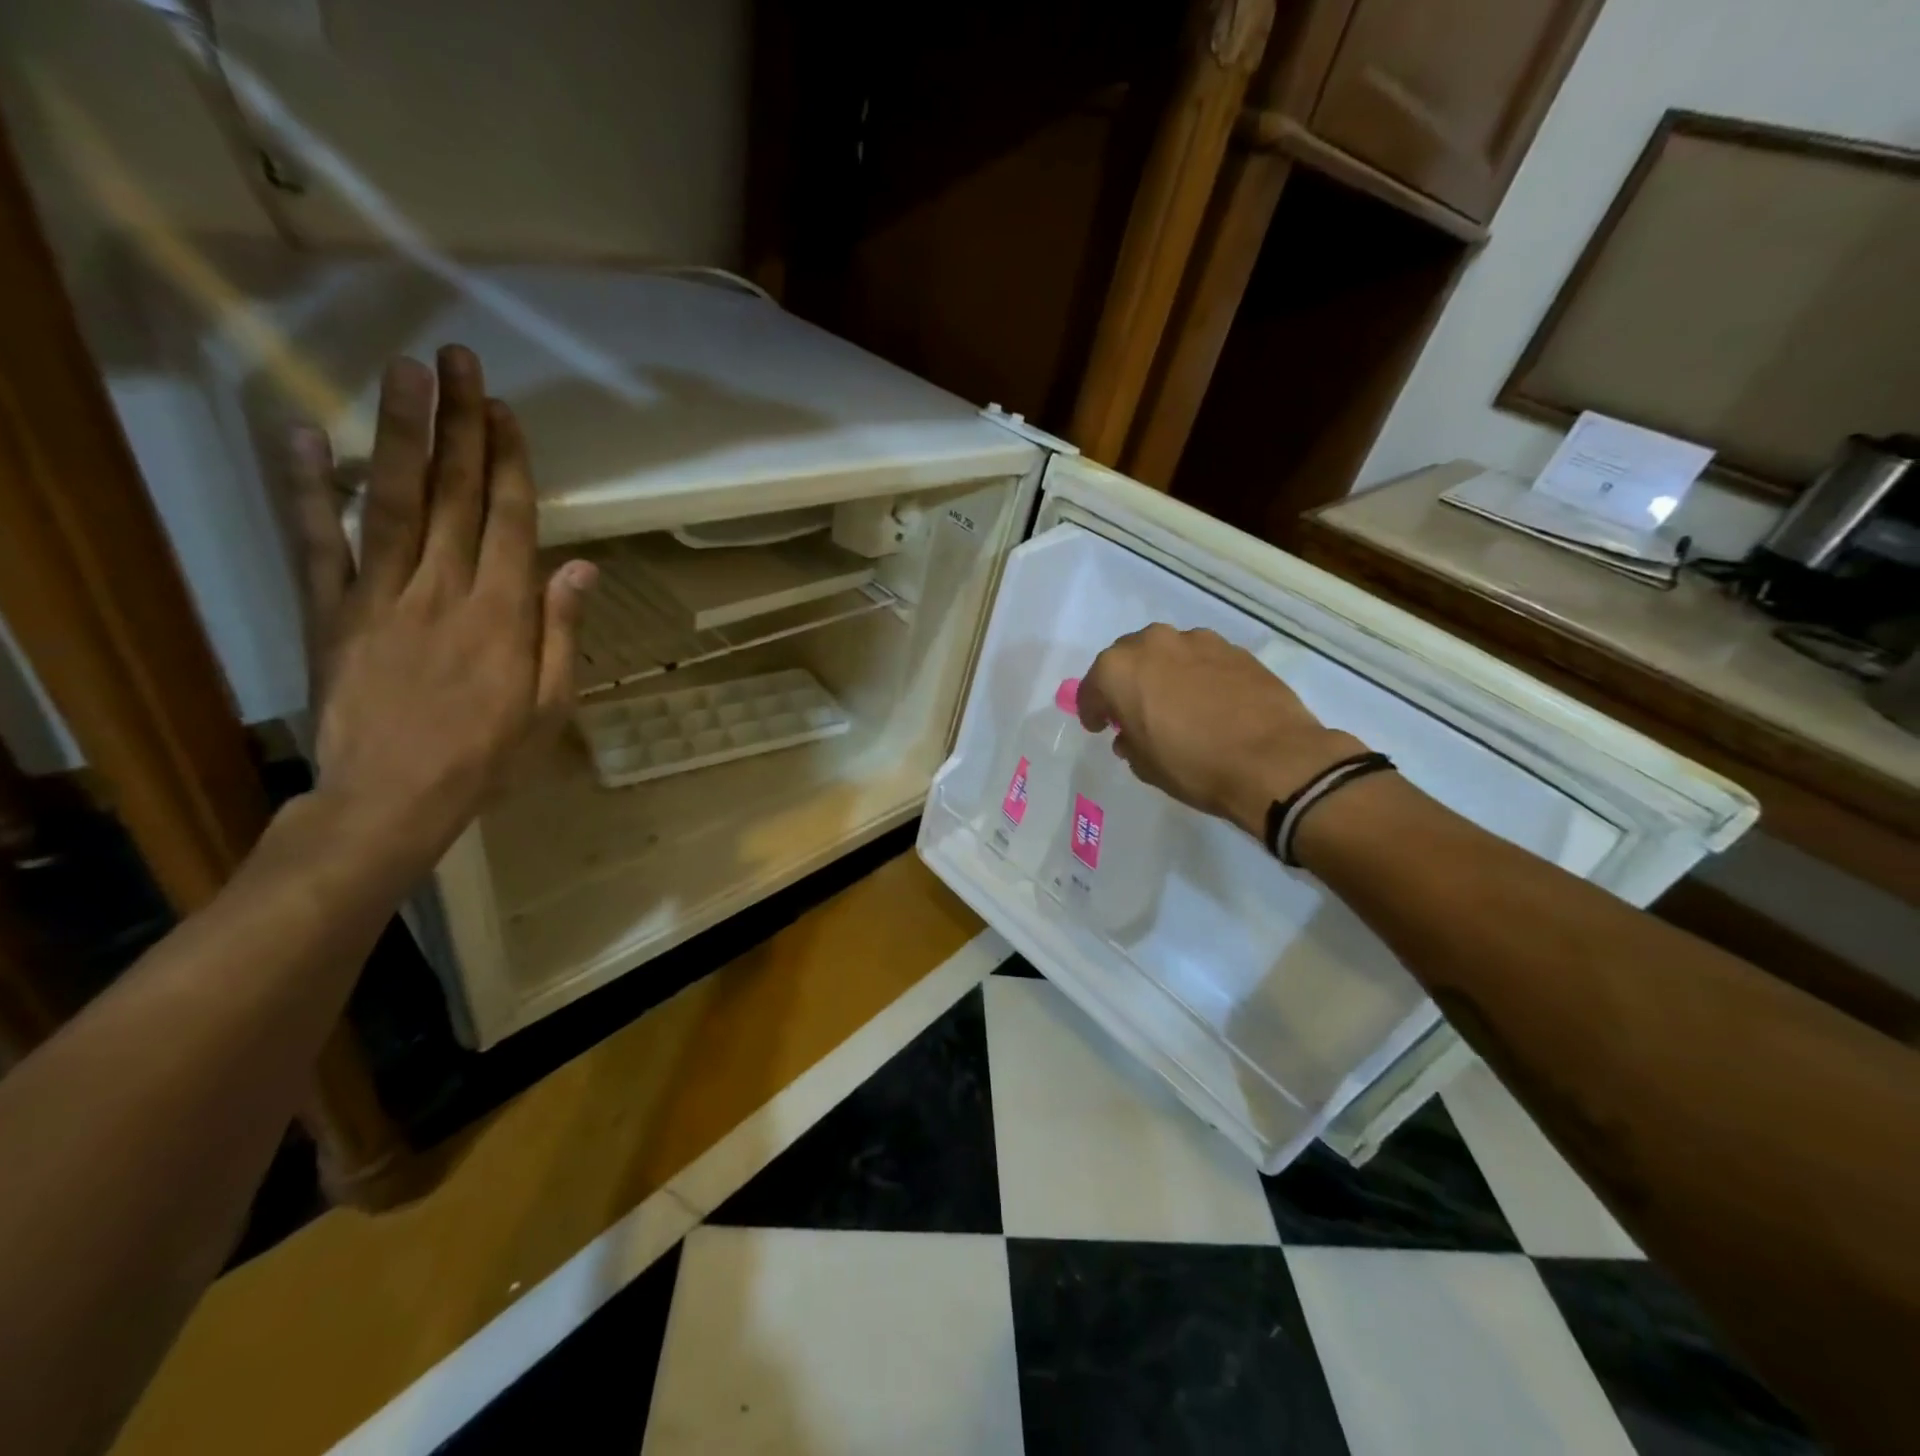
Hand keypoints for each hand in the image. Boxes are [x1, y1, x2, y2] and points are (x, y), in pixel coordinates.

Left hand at [287, 346, 595, 878]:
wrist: (395, 798)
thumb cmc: (489, 756)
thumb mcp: (551, 704)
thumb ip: (561, 631)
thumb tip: (580, 567)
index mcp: (503, 614)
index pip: (511, 521)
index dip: (510, 462)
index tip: (506, 412)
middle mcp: (444, 589)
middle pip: (456, 495)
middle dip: (460, 424)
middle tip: (458, 360)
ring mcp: (380, 596)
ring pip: (393, 501)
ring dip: (400, 434)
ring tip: (403, 373)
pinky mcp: (331, 613)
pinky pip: (316, 544)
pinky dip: (306, 489)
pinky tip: (305, 436)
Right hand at [1077, 625, 1365, 838]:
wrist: (1273, 760)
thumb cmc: (1193, 765)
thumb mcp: (1145, 765)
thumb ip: (1129, 742)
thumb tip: (1131, 734)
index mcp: (1120, 669)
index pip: (1093, 686)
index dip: (1092, 709)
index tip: (1098, 726)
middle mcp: (1154, 643)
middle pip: (1128, 658)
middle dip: (1125, 683)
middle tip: (1132, 711)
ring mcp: (1198, 641)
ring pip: (1167, 653)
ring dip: (1162, 674)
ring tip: (1173, 704)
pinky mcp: (1235, 649)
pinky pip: (1201, 660)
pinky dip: (1195, 675)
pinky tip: (1207, 702)